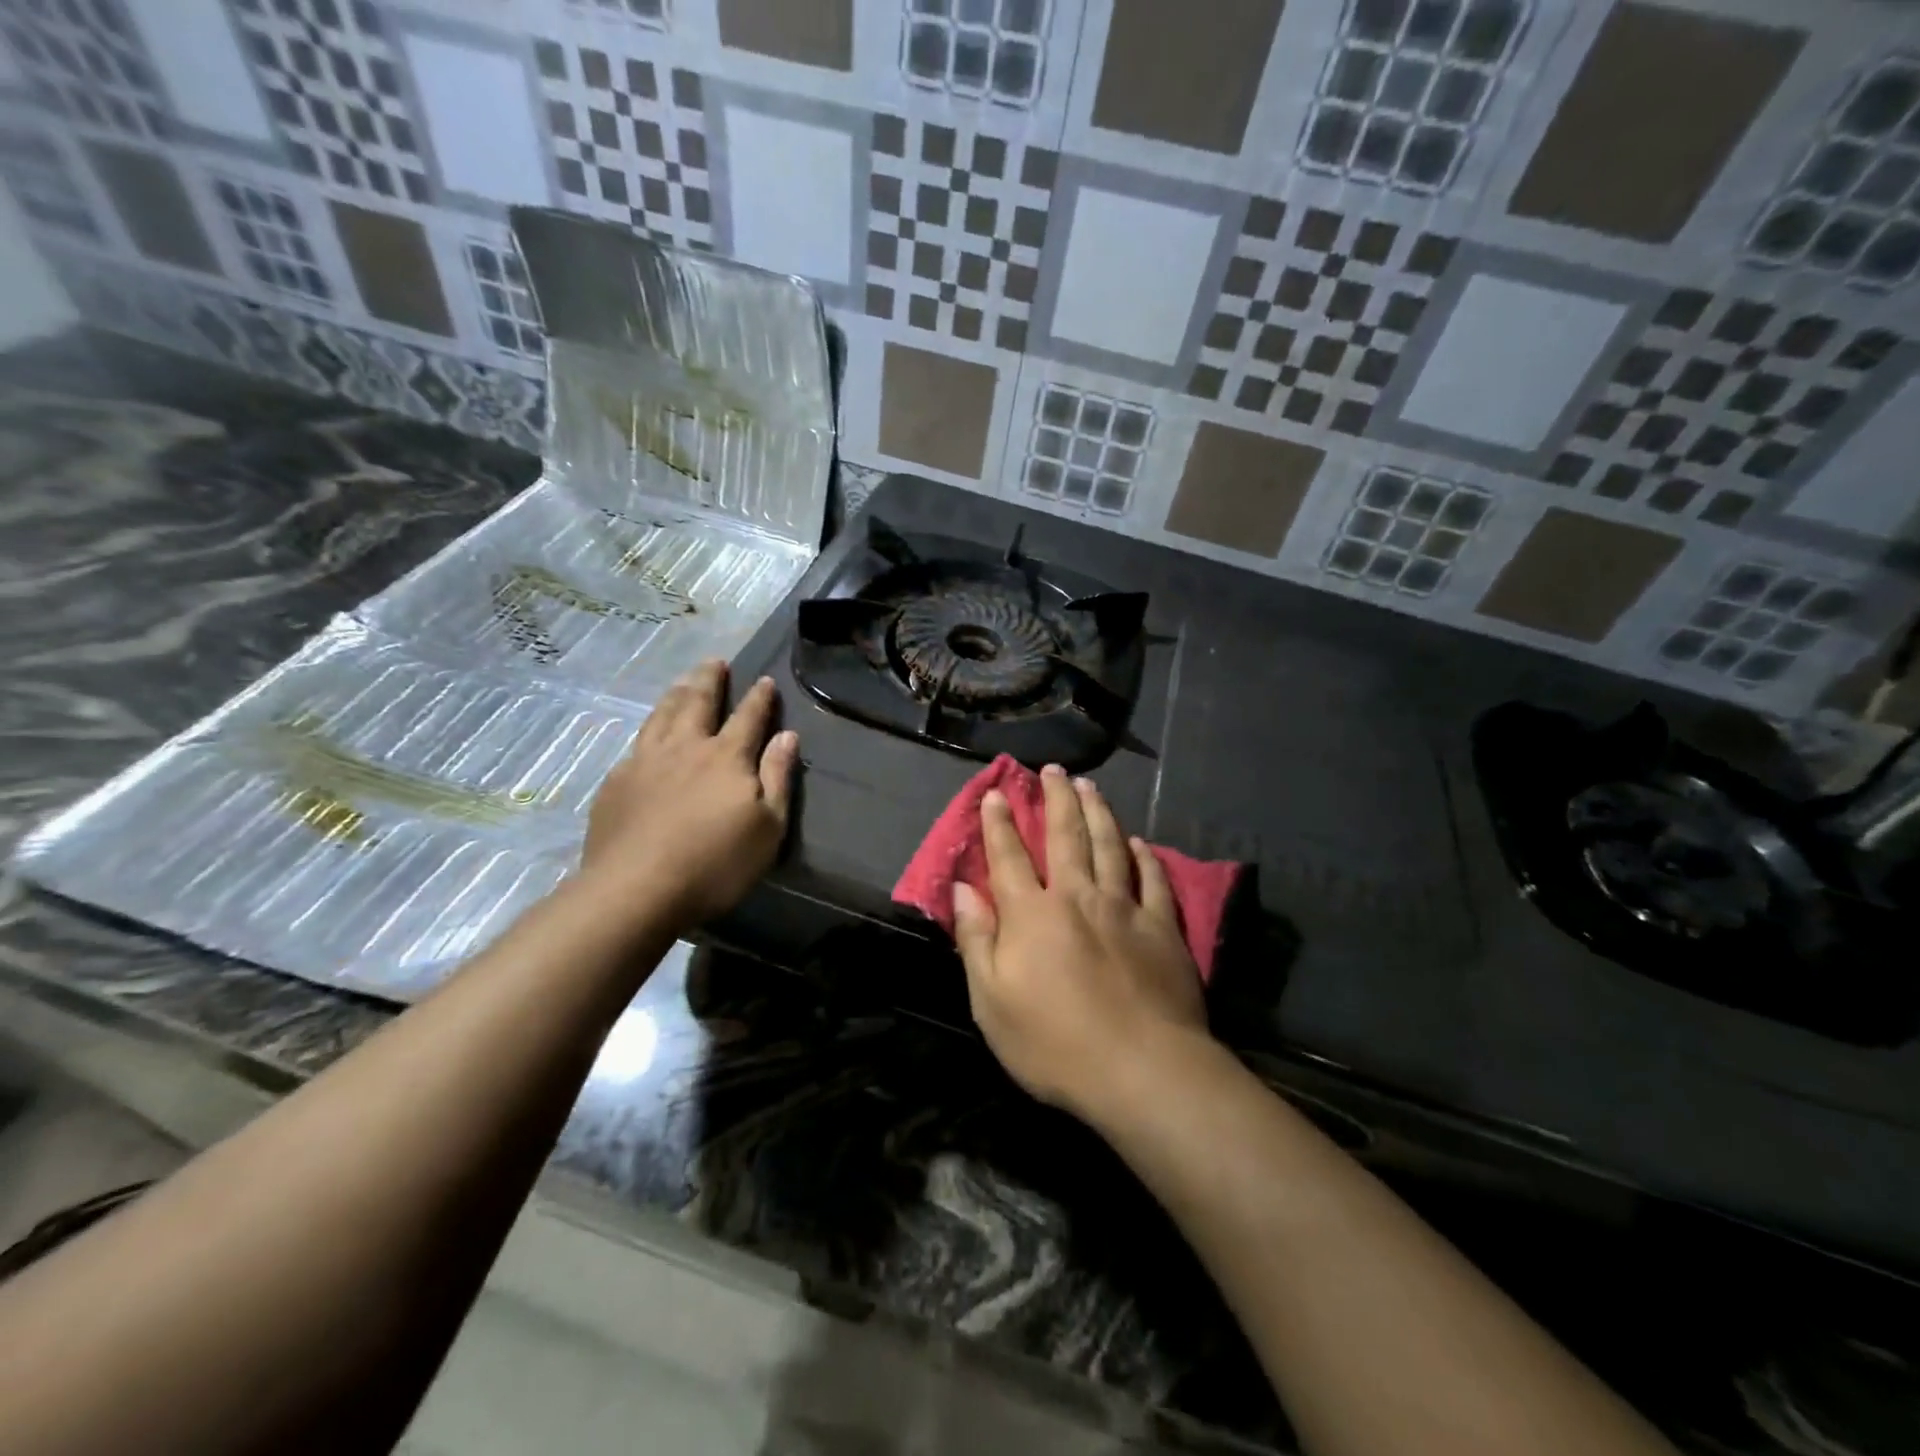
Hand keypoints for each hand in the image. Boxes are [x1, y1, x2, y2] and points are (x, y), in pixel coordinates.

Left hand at [579, 660, 796, 931]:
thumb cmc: (715, 864)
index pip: (748, 717)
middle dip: (709, 680)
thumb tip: (788, 736)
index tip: (764, 680)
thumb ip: (777, 777)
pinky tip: (647, 734)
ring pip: (662, 716)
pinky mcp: (617, 783)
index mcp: (726, 757)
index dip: (758, 698)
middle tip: (714, 662)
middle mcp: (686, 748)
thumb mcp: (768, 827)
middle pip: (698, 703)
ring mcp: (645, 762)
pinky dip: (648, 729)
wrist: (636, 889)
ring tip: (683, 682)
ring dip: (676, 694)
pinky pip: (636, 743)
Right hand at [952, 765, 1207, 1124]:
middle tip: (1053, 769)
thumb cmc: (1054, 1043)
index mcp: (1032, 914)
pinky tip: (1139, 842)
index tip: (996, 792)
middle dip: (1056, 798)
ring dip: (1098, 812)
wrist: (1141, 1070)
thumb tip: (963, 890)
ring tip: (1090, 786)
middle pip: (1065, 836)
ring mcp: (1124, 909)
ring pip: (1110, 846)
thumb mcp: (991, 1002)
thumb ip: (976, 940)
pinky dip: (1145, 857)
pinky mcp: (1163, 928)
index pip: (1009, 857)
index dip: (999, 823)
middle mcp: (1077, 897)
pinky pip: (1152, 880)